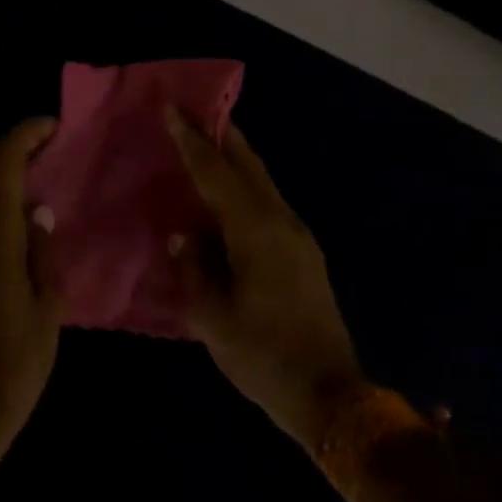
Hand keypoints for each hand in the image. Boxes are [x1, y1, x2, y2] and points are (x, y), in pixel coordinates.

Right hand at [166, 110, 366, 448]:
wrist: (329, 393)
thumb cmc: (263, 356)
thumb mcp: (212, 317)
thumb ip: (193, 268)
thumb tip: (183, 236)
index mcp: (256, 232)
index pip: (216, 174)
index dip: (192, 141)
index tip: (173, 107)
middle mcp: (282, 222)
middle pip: (249, 165)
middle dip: (221, 135)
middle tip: (193, 110)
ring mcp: (299, 237)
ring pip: (263, 183)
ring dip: (235, 159)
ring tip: (206, 144)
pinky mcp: (304, 254)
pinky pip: (268, 204)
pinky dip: (245, 187)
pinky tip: (227, 196)